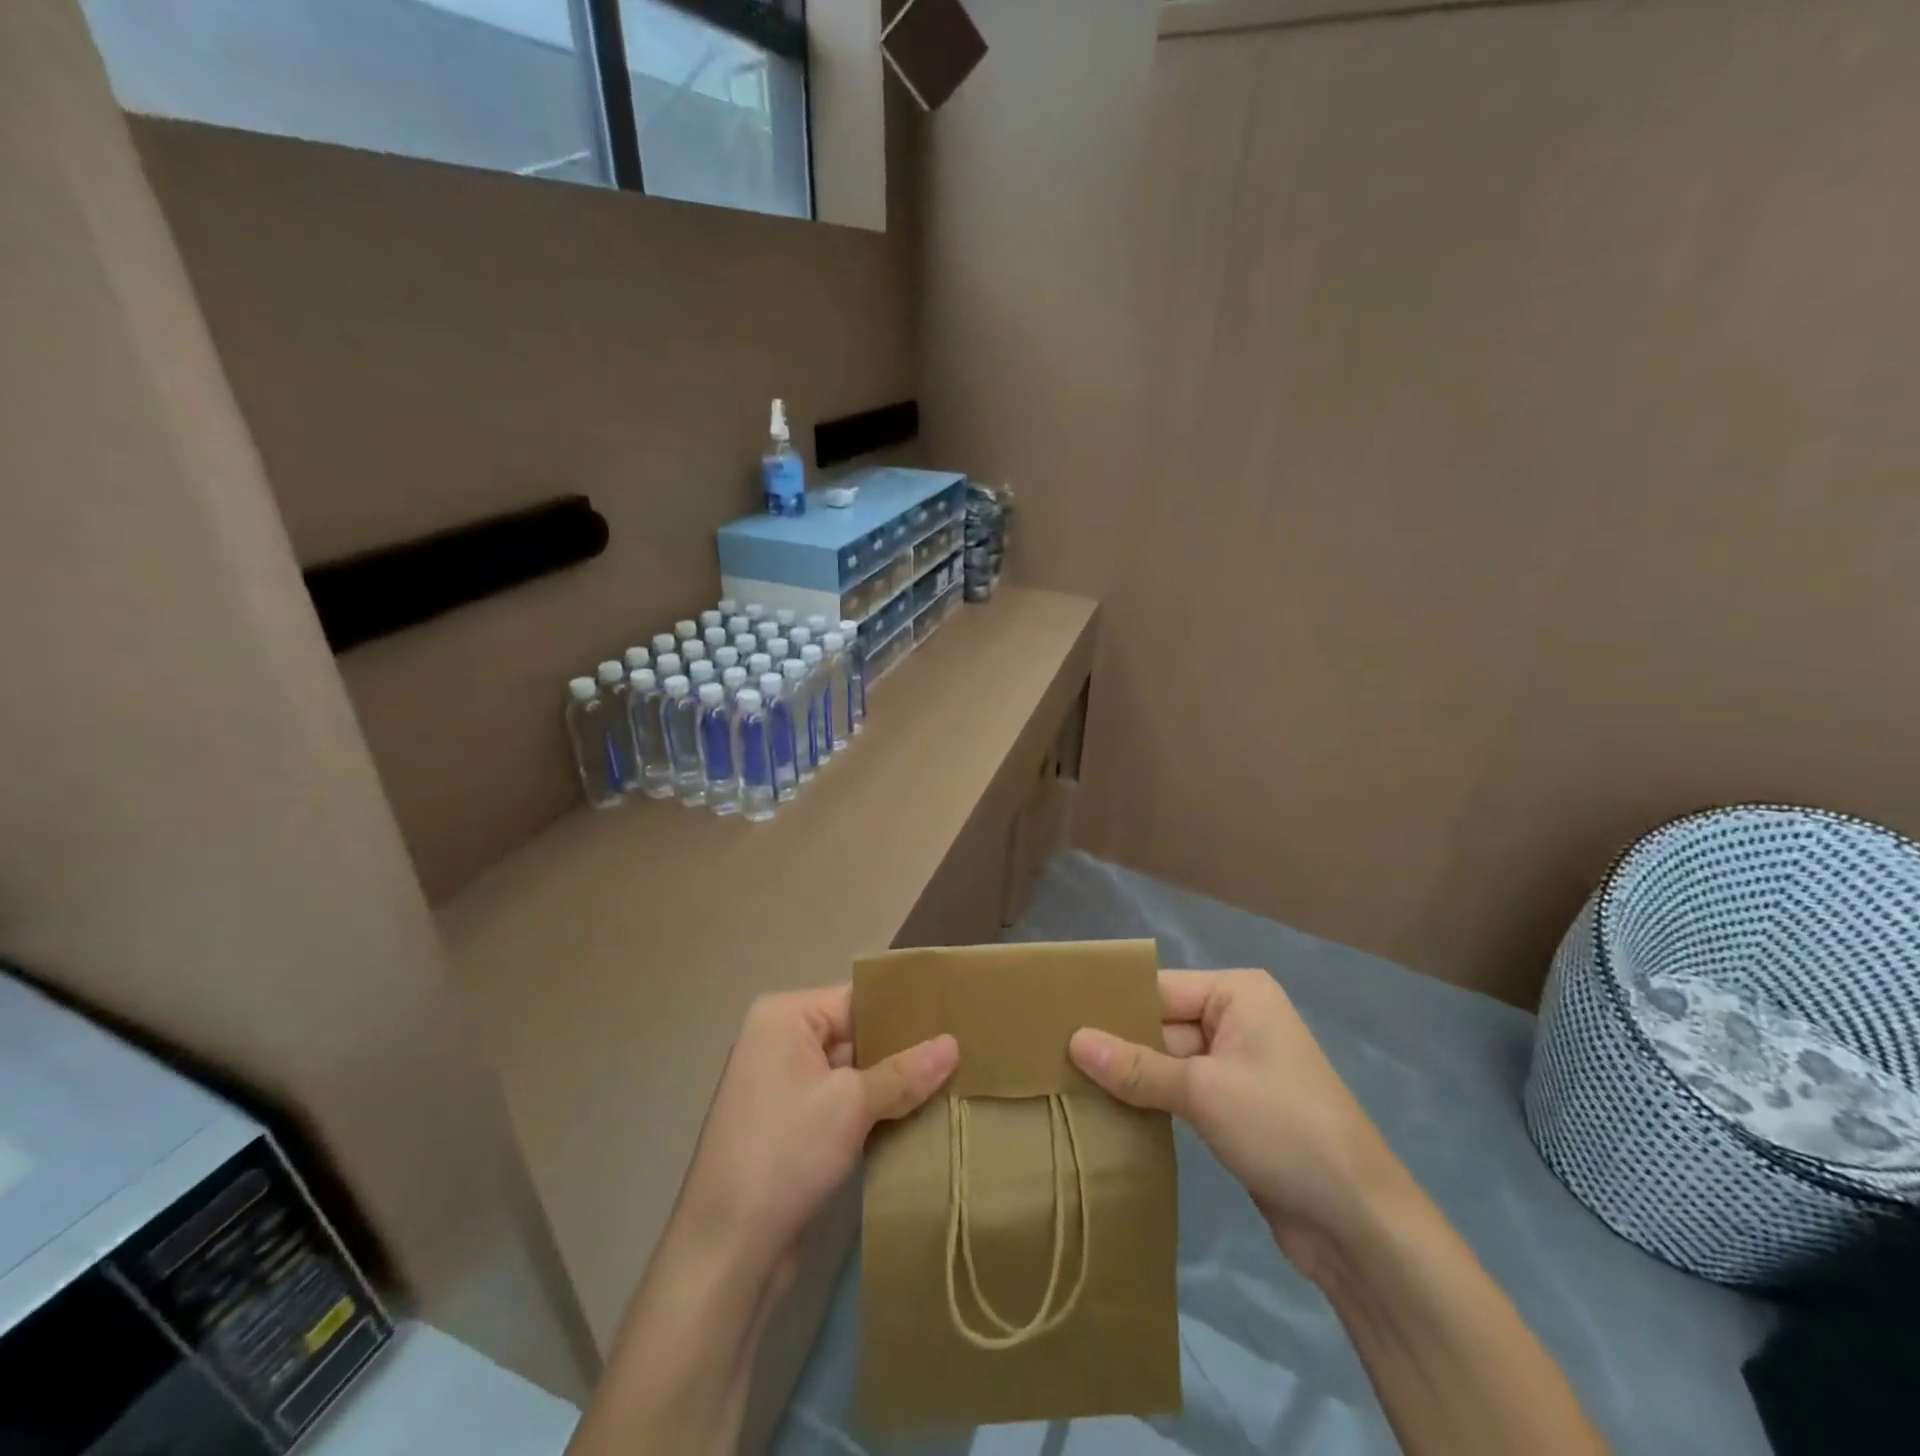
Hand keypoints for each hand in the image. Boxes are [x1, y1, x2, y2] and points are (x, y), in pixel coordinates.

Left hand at [673, 986, 958, 1280]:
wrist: (725, 1251)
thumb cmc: (784, 1153)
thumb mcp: (851, 1105)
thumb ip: (905, 1072)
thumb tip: (954, 1043)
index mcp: (784, 1017)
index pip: (857, 999)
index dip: (904, 1010)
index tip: (953, 1017)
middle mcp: (779, 1040)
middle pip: (855, 1032)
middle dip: (902, 1049)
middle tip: (961, 1052)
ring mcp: (782, 1085)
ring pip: (852, 1070)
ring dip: (892, 1083)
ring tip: (950, 1081)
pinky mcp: (790, 1125)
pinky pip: (841, 1101)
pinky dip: (873, 1108)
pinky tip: (916, 1116)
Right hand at [1071, 970, 1397, 1275]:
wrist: (1358, 1223)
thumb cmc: (1283, 1129)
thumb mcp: (1203, 1091)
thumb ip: (1136, 1066)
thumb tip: (1073, 1040)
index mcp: (1237, 994)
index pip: (1159, 988)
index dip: (1111, 1005)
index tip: (1055, 1016)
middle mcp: (1237, 1018)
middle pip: (1160, 1022)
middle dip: (1115, 1042)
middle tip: (1051, 1053)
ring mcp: (1236, 1064)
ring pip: (1166, 1059)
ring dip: (1128, 1075)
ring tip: (1066, 1080)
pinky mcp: (1233, 1105)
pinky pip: (1179, 1090)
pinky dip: (1149, 1099)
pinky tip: (1105, 1108)